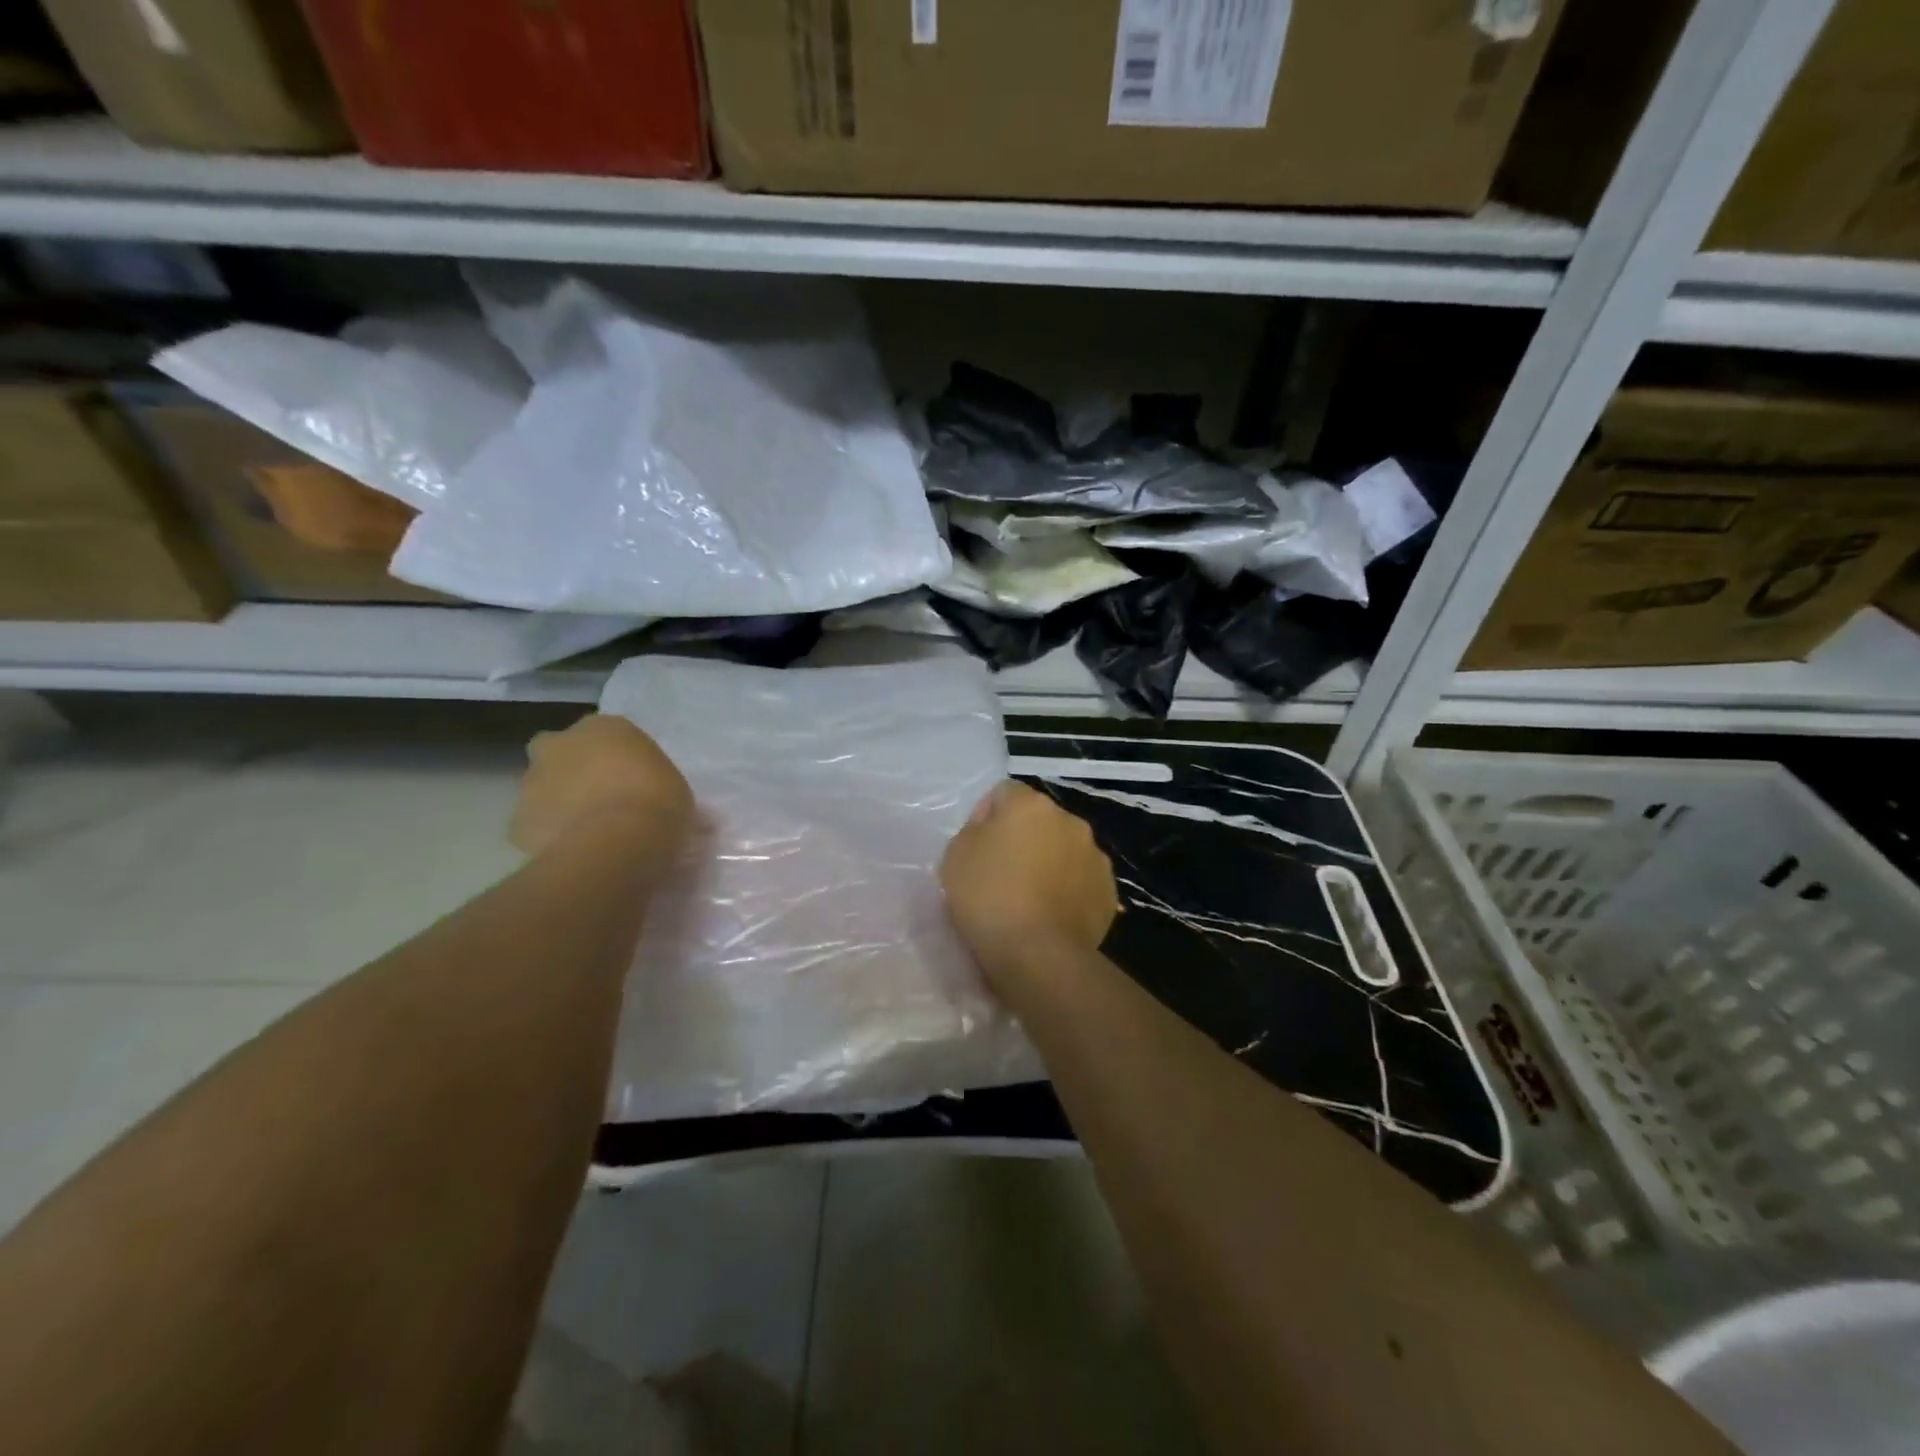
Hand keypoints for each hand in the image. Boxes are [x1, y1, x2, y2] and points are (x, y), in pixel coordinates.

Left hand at [509, 714, 694, 858]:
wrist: (617, 844)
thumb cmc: (657, 802)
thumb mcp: (672, 784)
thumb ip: (650, 781)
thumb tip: (647, 797)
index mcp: (603, 727)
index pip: (605, 735)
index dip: (615, 758)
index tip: (630, 780)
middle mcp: (560, 744)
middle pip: (559, 751)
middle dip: (571, 769)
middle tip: (597, 798)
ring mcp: (532, 781)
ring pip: (542, 787)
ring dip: (558, 803)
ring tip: (587, 832)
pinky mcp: (517, 821)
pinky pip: (534, 825)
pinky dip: (547, 835)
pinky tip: (572, 851)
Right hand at [941, 781, 1117, 980]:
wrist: (1039, 954)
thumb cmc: (989, 898)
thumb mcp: (956, 856)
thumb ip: (974, 831)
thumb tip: (991, 829)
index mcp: (1030, 805)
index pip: (1003, 792)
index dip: (986, 816)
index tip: (976, 848)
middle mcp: (1069, 821)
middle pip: (1039, 820)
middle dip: (1023, 838)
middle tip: (1001, 873)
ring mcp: (1094, 856)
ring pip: (1063, 849)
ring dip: (1048, 862)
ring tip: (1028, 898)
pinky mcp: (1108, 890)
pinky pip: (1080, 880)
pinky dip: (1067, 890)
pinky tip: (1050, 916)